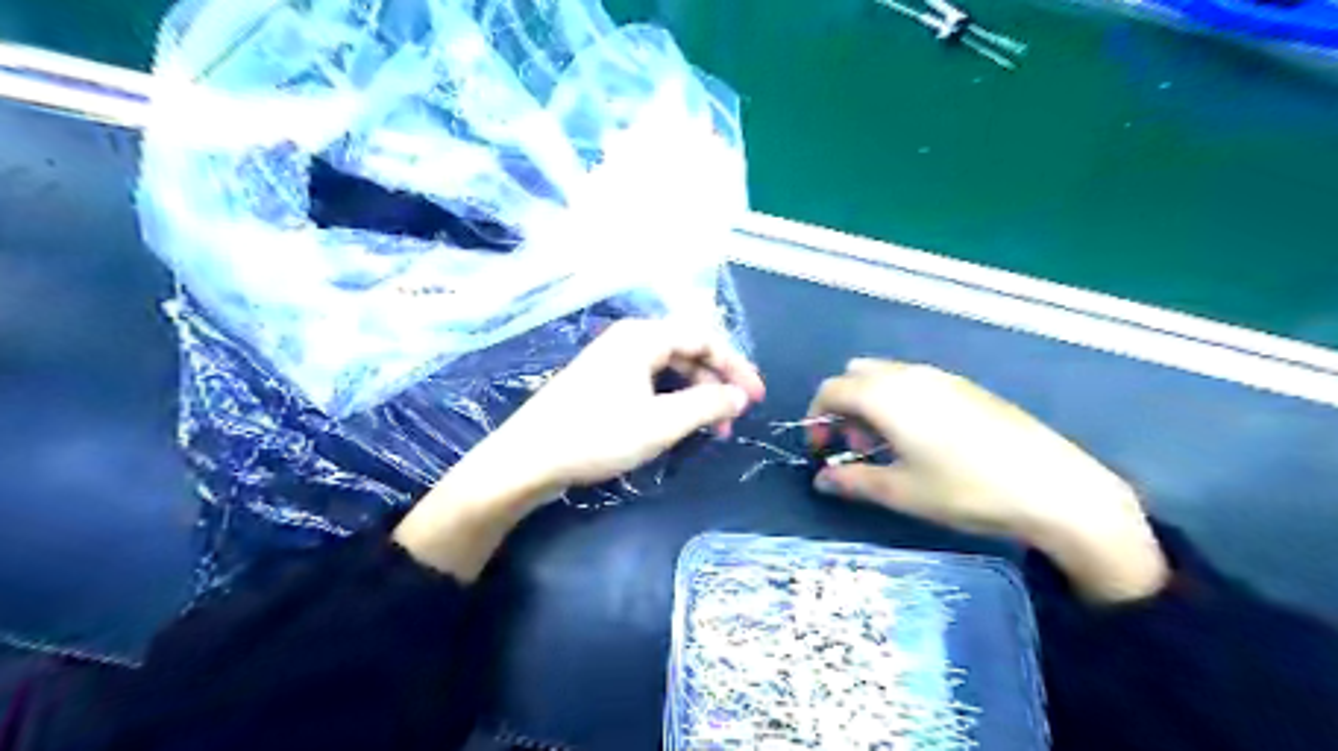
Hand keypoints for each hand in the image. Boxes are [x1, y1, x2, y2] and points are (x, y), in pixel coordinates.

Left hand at [392, 317, 762, 580]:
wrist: (527, 460)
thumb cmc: (597, 435)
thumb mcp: (662, 422)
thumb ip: (708, 405)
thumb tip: (740, 396)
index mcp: (643, 337)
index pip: (705, 338)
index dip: (737, 366)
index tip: (758, 397)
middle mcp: (629, 340)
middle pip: (688, 352)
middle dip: (716, 383)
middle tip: (734, 419)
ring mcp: (613, 362)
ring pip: (669, 370)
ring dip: (696, 396)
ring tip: (712, 429)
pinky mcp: (602, 384)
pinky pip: (650, 384)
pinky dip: (673, 402)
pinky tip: (680, 426)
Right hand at [810, 357, 1167, 604]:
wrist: (1053, 486)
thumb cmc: (965, 490)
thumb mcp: (901, 491)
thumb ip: (853, 481)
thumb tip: (822, 479)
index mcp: (885, 395)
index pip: (831, 390)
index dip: (816, 418)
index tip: (821, 450)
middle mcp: (909, 375)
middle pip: (856, 375)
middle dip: (844, 407)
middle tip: (856, 447)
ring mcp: (941, 377)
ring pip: (886, 376)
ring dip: (871, 403)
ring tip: (888, 446)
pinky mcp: (966, 386)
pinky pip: (915, 382)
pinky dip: (900, 401)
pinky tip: (923, 439)